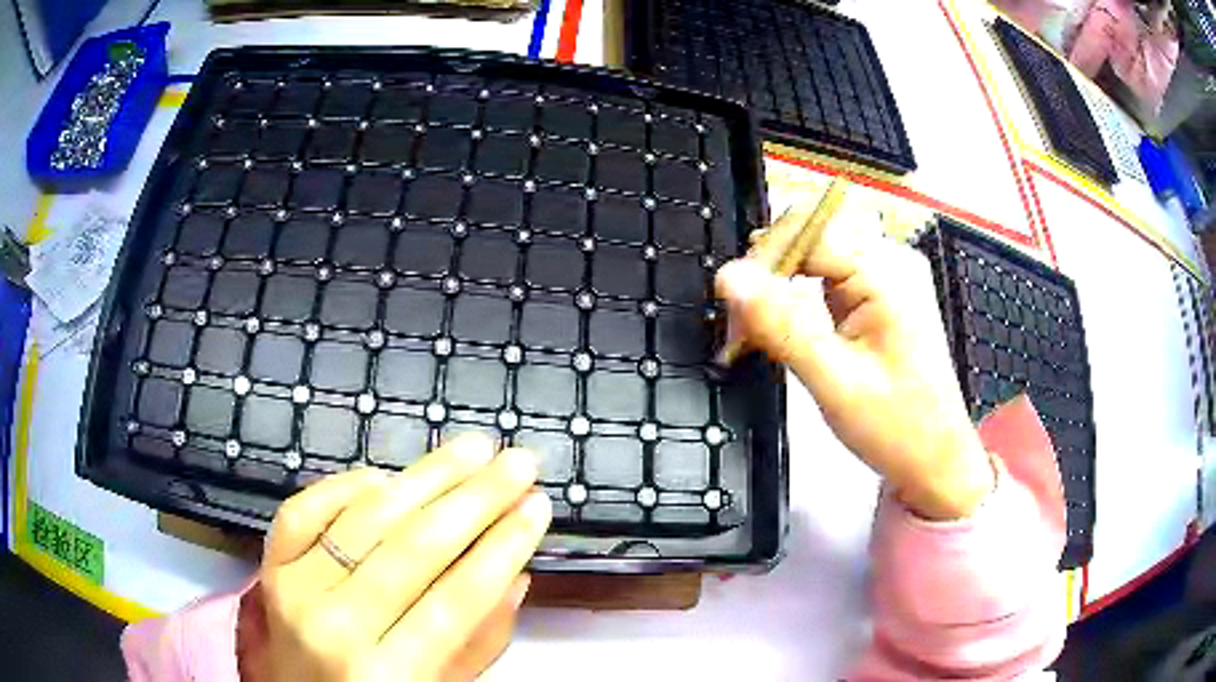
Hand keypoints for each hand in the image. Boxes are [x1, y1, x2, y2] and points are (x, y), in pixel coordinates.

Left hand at [245, 435, 550, 680]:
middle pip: (413, 549)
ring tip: (472, 449)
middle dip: (476, 499)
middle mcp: (335, 627)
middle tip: (517, 462)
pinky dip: (347, 485)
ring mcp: (294, 589)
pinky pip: (304, 509)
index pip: (457, 600)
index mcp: (387, 674)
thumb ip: (480, 640)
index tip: (538, 506)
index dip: (503, 547)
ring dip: (425, 477)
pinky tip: (388, 476)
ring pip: (365, 519)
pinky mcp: (271, 565)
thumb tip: (515, 572)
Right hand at [715, 208, 993, 519]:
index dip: (763, 258)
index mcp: (886, 272)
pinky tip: (788, 332)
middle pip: (810, 240)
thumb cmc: (896, 427)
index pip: (807, 233)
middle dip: (770, 274)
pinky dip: (801, 301)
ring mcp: (887, 279)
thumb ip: (780, 324)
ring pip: (815, 259)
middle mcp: (890, 262)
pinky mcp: (880, 298)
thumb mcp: (834, 380)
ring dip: (782, 289)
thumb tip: (729, 276)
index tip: (730, 302)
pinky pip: (829, 280)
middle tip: (743, 326)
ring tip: (759, 333)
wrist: (934, 461)